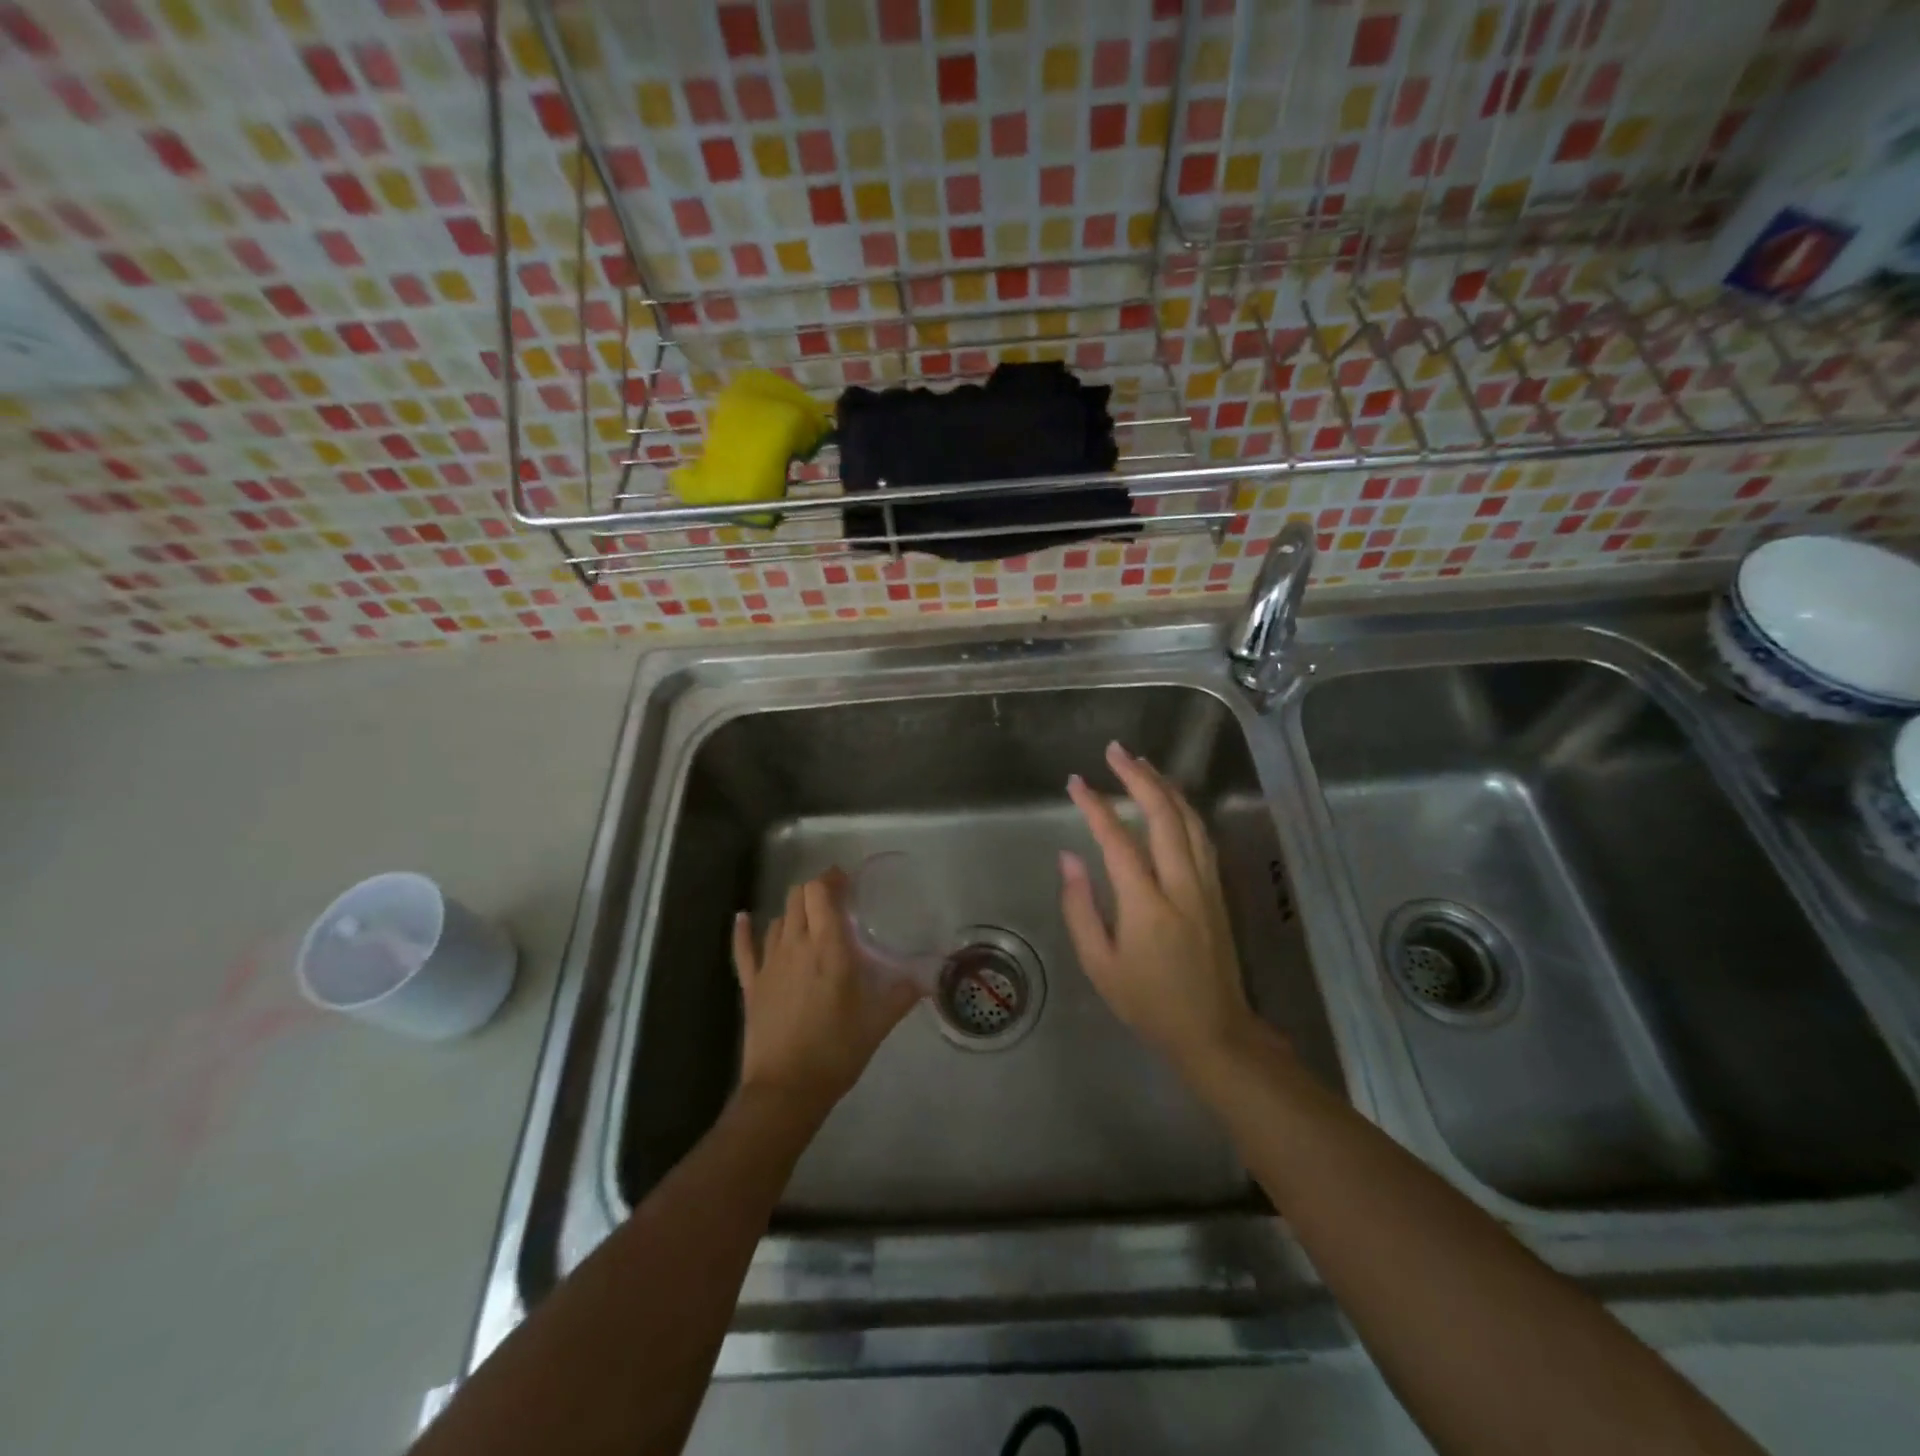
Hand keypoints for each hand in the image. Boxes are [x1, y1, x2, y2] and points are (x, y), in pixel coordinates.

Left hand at [732, 869, 921, 1116]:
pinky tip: (742, 917)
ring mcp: (769, 964)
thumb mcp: (878, 1022)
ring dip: (794, 912)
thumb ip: (901, 994)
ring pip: (778, 919)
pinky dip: (743, 930)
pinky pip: (743, 949)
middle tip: (834, 900)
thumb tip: (927, 979)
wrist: (786, 1089)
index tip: (846, 881)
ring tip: (810, 919)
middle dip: (815, 891)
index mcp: (829, 947)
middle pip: (798, 897)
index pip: (820, 893)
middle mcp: (796, 945)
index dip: (831, 879)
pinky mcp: (751, 984)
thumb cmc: (837, 1050)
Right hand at [1060, 741, 1258, 1074]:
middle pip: (1163, 815)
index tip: (1075, 782)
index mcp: (1146, 905)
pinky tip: (1172, 800)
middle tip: (1115, 751)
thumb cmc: (1147, 1002)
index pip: (1117, 840)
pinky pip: (1202, 836)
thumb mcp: (1099, 965)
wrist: (1214, 1032)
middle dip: (1138, 777)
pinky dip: (1184, 809)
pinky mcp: (1218, 891)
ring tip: (1141, 764)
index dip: (1095, 806)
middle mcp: (1181, 885)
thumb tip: (1069, 858)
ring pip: (1190, 820)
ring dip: (1165, 786)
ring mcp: (1206, 885)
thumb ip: (1080, 908)